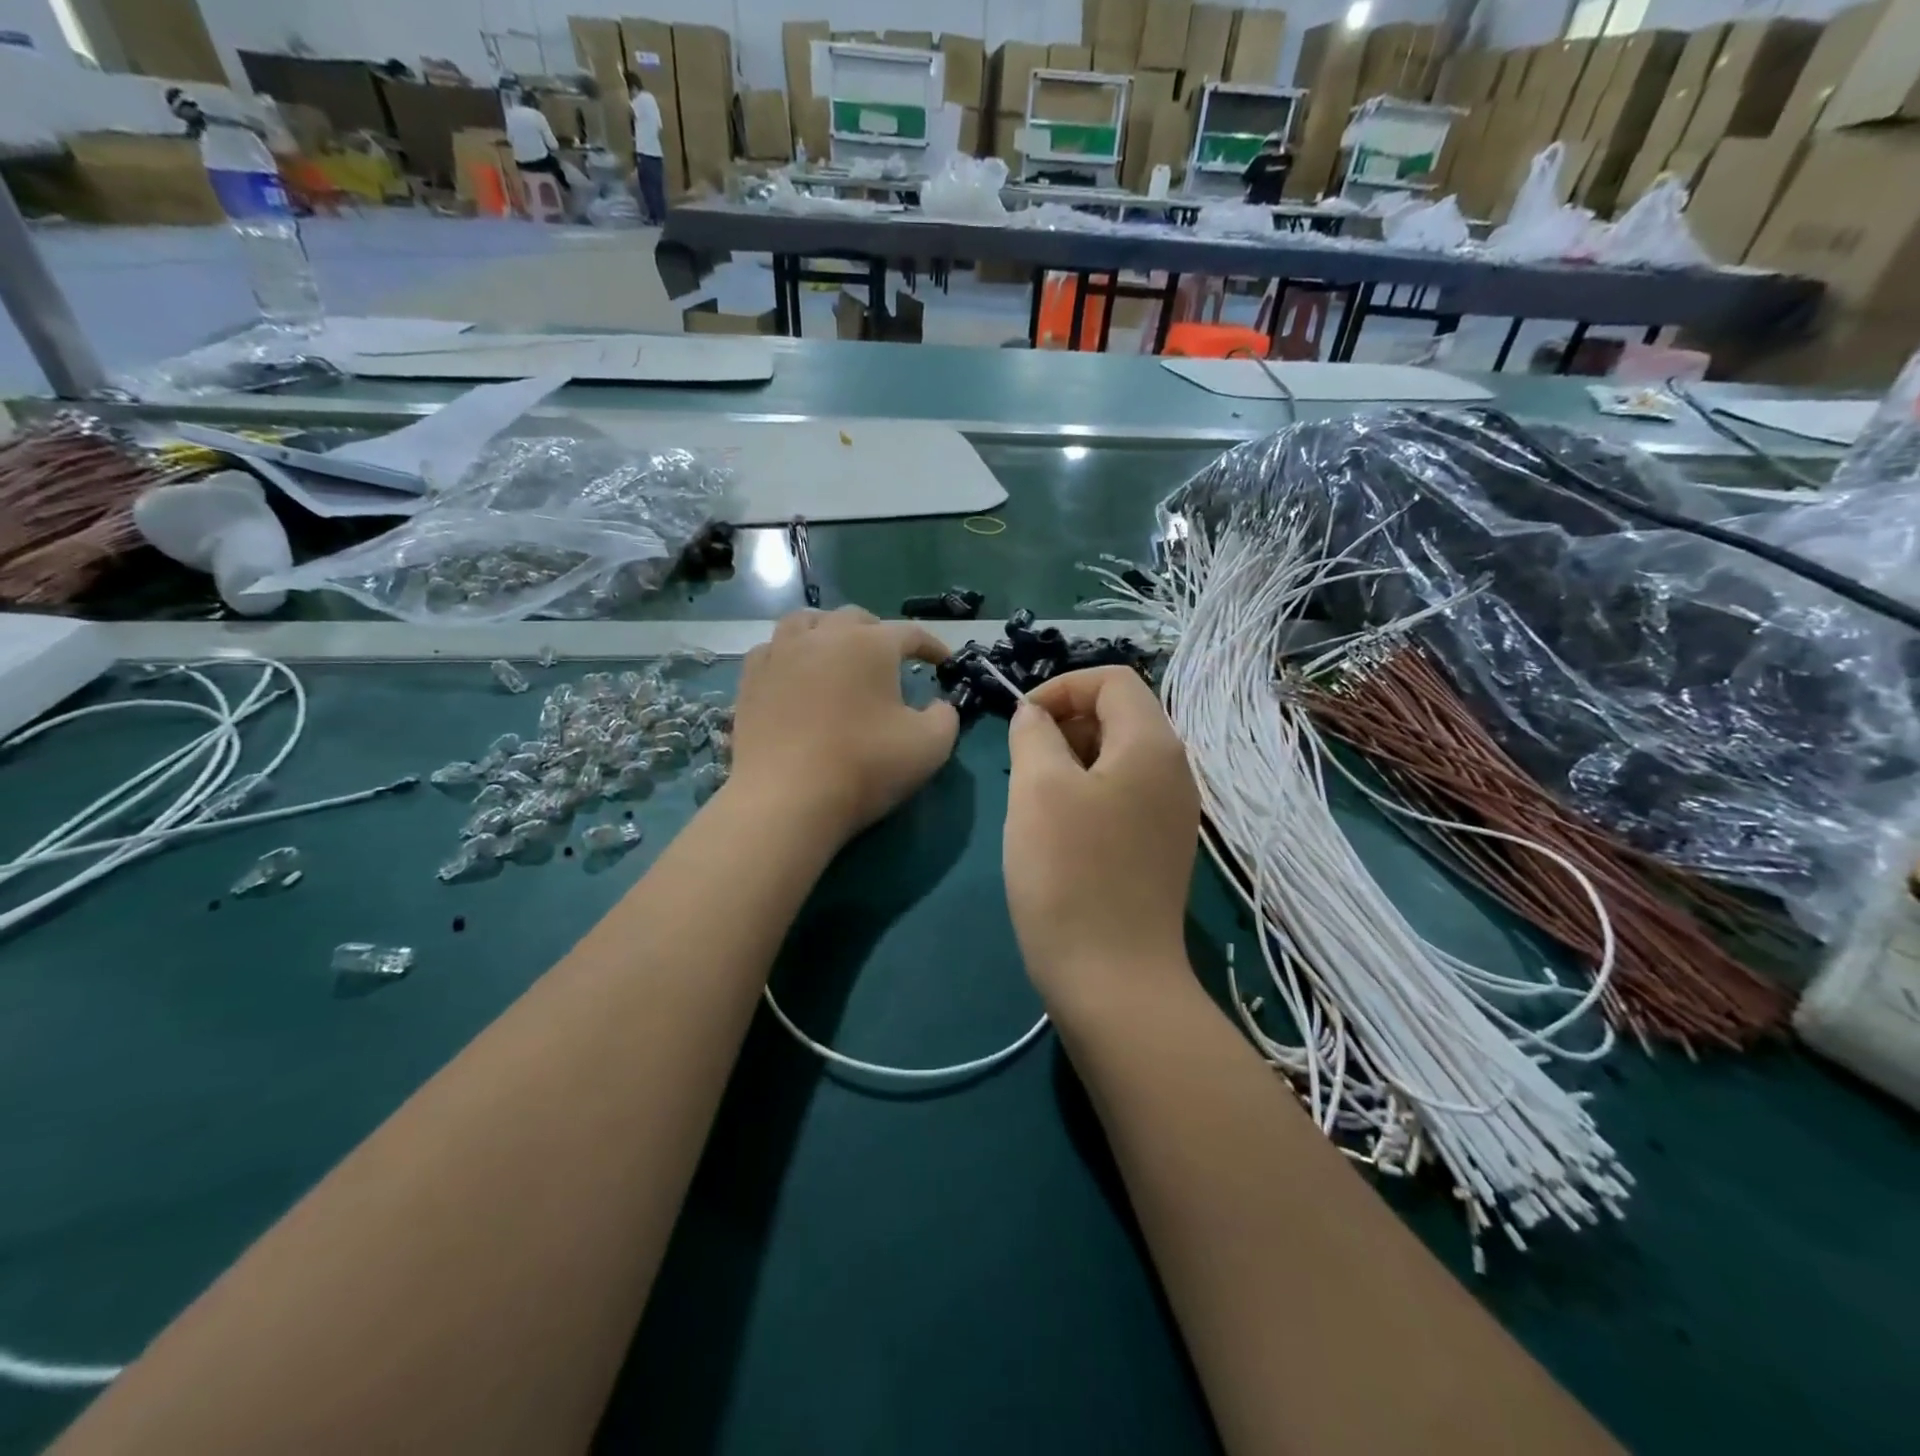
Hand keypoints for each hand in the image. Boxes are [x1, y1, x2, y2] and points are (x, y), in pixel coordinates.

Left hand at [728, 608, 958, 842]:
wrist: (787, 799)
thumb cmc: (864, 767)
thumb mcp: (930, 746)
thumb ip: (945, 717)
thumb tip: (939, 705)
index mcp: (870, 644)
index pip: (910, 633)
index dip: (932, 646)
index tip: (944, 663)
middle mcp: (823, 636)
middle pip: (855, 619)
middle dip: (879, 634)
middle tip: (890, 661)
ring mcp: (780, 654)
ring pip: (806, 622)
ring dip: (829, 632)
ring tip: (837, 653)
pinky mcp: (751, 679)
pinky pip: (772, 649)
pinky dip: (790, 653)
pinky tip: (795, 672)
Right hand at [1004, 667, 1199, 1014]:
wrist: (1113, 980)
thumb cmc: (1069, 873)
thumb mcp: (1038, 789)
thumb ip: (1034, 734)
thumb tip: (1036, 716)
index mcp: (1153, 745)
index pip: (1112, 679)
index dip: (1061, 687)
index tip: (1021, 721)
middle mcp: (1175, 771)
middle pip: (1119, 716)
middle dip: (1065, 724)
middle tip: (1025, 764)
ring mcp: (1173, 813)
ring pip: (1118, 758)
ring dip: (1071, 761)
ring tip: (1036, 800)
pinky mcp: (1160, 848)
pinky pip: (1123, 796)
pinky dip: (1088, 795)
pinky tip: (1058, 833)